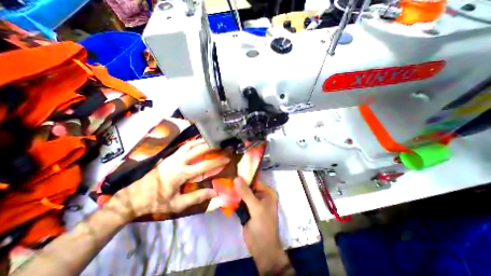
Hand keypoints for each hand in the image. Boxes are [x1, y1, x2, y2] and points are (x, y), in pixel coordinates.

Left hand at [109, 139, 229, 220]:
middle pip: (198, 149)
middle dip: (212, 146)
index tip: (227, 158)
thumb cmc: (156, 202)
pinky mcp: (168, 156)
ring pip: (190, 144)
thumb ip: (197, 198)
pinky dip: (193, 143)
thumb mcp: (177, 204)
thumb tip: (214, 192)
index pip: (204, 165)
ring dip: (202, 141)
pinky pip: (184, 146)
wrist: (133, 197)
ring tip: (212, 140)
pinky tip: (198, 143)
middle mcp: (178, 162)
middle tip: (222, 145)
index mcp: (181, 174)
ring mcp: (172, 157)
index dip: (217, 161)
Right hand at [233, 176, 290, 273]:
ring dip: (234, 191)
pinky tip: (224, 195)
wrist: (262, 249)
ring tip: (222, 185)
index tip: (231, 174)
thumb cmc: (263, 226)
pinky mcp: (247, 209)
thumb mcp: (256, 208)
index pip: (254, 181)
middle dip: (237, 185)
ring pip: (242, 193)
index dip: (243, 177)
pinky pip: (239, 201)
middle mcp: (261, 195)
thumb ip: (246, 193)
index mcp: (267, 192)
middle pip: (247, 186)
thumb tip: (236, 177)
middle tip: (224, 179)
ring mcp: (253, 202)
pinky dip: (233, 199)